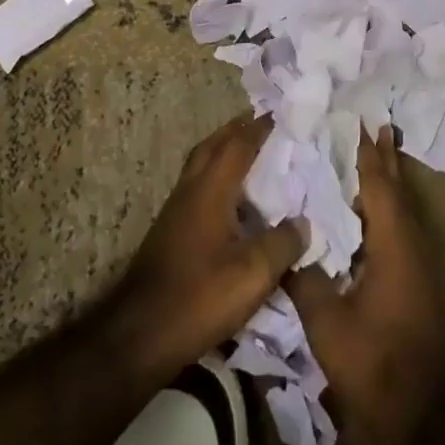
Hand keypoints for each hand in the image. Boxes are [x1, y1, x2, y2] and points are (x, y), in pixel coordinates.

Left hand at [110, 114, 304, 382]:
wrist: (140, 334)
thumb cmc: (199, 297)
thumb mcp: (254, 274)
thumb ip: (283, 243)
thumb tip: (304, 223)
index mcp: (210, 191)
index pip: (238, 145)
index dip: (260, 126)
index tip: (282, 111)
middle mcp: (190, 192)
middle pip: (212, 147)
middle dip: (237, 130)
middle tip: (264, 122)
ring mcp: (176, 212)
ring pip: (201, 166)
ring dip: (224, 152)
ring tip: (253, 154)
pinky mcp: (171, 233)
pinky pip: (199, 188)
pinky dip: (218, 179)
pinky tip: (235, 200)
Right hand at [285, 126, 444, 444]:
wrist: (425, 419)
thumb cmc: (376, 364)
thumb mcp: (328, 323)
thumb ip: (306, 280)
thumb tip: (289, 250)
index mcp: (395, 247)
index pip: (380, 189)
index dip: (369, 157)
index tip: (364, 124)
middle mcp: (414, 250)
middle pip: (398, 194)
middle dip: (386, 162)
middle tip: (378, 128)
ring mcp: (421, 271)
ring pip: (403, 216)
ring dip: (388, 187)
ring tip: (372, 163)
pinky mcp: (419, 290)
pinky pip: (401, 236)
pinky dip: (386, 216)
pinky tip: (369, 222)